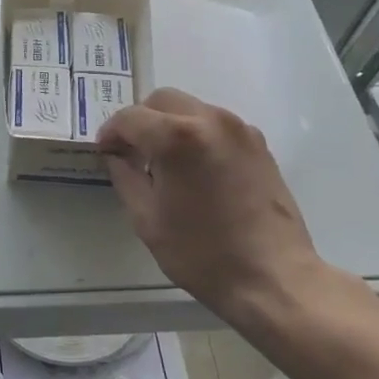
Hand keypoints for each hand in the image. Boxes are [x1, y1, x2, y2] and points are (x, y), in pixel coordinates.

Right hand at [97, 88, 341, 333]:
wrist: (273, 278)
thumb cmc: (202, 253)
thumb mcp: (146, 218)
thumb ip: (124, 176)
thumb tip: (116, 155)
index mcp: (177, 138)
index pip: (130, 117)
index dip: (111, 132)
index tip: (105, 151)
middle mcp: (210, 120)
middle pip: (162, 100)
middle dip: (141, 121)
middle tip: (131, 152)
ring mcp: (240, 130)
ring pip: (191, 108)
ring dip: (170, 124)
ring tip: (164, 161)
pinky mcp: (259, 144)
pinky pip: (216, 125)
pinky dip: (197, 134)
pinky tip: (195, 168)